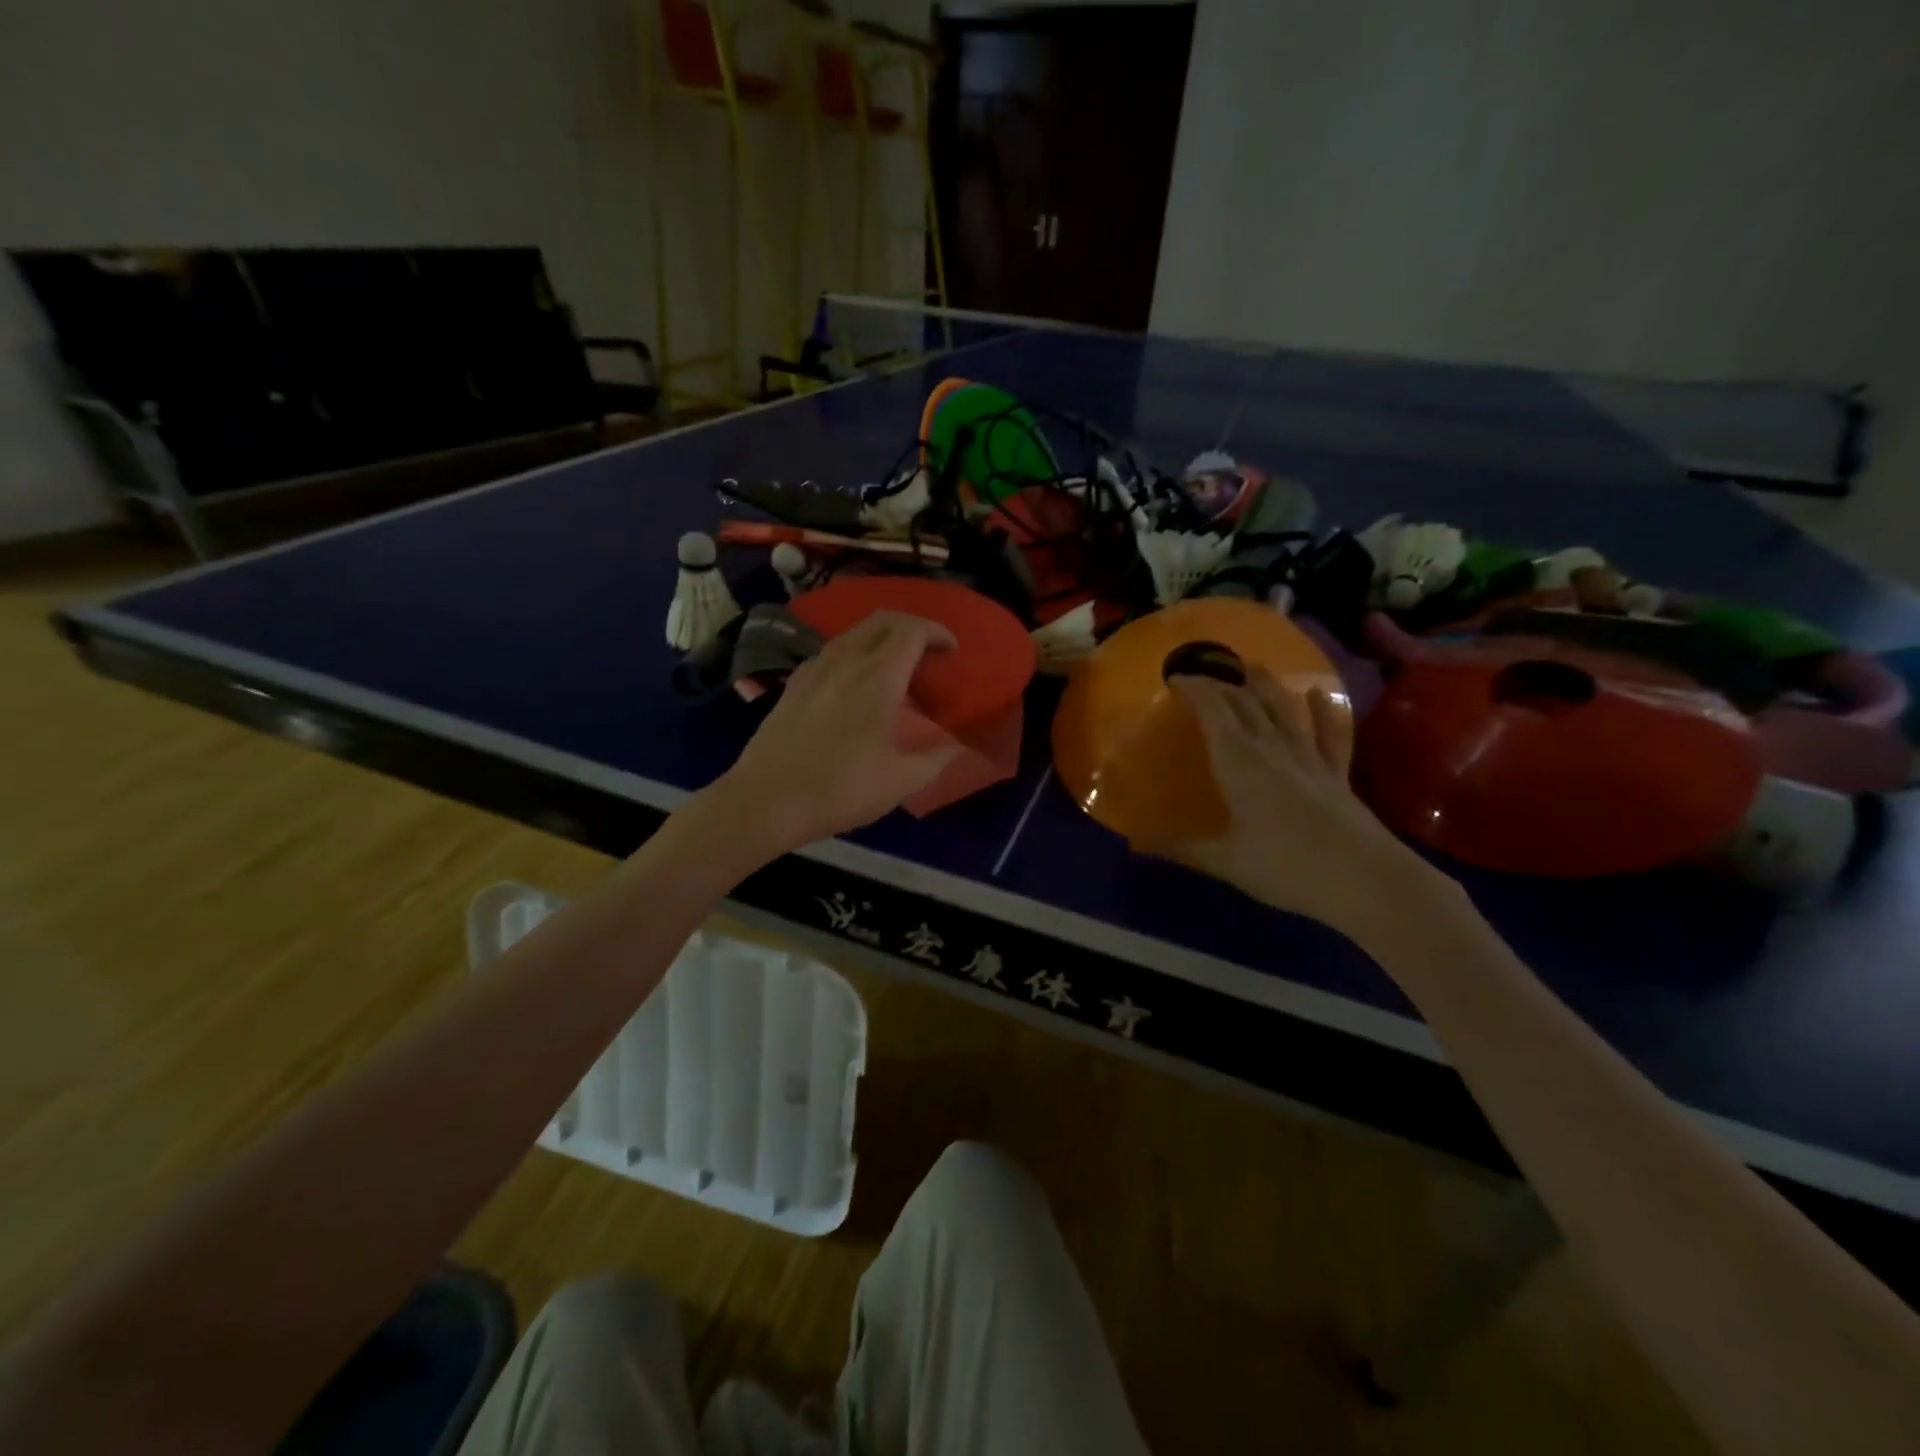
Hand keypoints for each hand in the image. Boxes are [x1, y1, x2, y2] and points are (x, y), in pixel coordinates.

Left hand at [708, 610, 960, 853]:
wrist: (766, 802)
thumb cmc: (841, 790)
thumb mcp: (902, 780)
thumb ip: (938, 756)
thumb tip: (960, 743)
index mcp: (878, 678)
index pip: (912, 630)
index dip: (937, 632)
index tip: (952, 651)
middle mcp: (845, 661)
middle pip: (882, 620)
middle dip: (912, 626)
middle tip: (928, 653)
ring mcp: (814, 670)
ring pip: (854, 633)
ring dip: (881, 639)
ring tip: (896, 669)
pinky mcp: (793, 685)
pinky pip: (831, 653)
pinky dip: (854, 654)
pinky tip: (855, 686)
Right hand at [1157, 670, 1445, 944]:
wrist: (1367, 881)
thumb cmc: (1288, 868)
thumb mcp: (1226, 862)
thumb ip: (1180, 848)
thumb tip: (1133, 843)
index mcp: (1240, 763)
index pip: (1214, 712)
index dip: (1196, 690)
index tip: (1176, 678)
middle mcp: (1273, 749)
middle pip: (1246, 705)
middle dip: (1223, 684)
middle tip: (1205, 674)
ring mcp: (1309, 758)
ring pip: (1284, 709)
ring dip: (1267, 685)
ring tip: (1254, 666)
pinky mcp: (1337, 773)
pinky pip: (1329, 734)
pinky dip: (1323, 711)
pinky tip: (1319, 695)